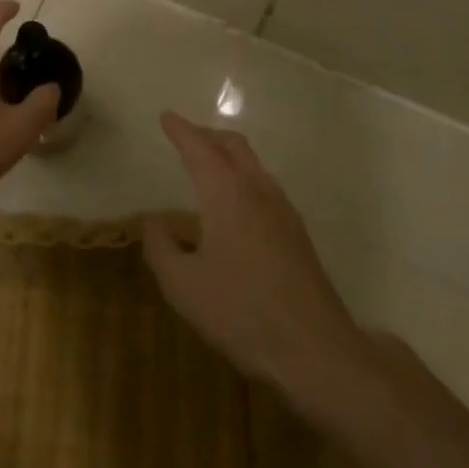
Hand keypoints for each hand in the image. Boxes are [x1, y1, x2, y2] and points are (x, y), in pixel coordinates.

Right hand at [143, 112, 366, 395]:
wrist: (315, 351)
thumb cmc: (241, 313)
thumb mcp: (183, 286)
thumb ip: (161, 248)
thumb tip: (153, 222)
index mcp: (226, 192)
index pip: (198, 148)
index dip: (180, 130)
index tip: (166, 116)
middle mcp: (256, 189)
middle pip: (232, 145)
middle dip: (207, 135)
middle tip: (186, 136)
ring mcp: (283, 209)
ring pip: (253, 163)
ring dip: (228, 155)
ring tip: (210, 165)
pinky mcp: (298, 233)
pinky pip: (265, 185)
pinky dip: (244, 177)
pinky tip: (238, 204)